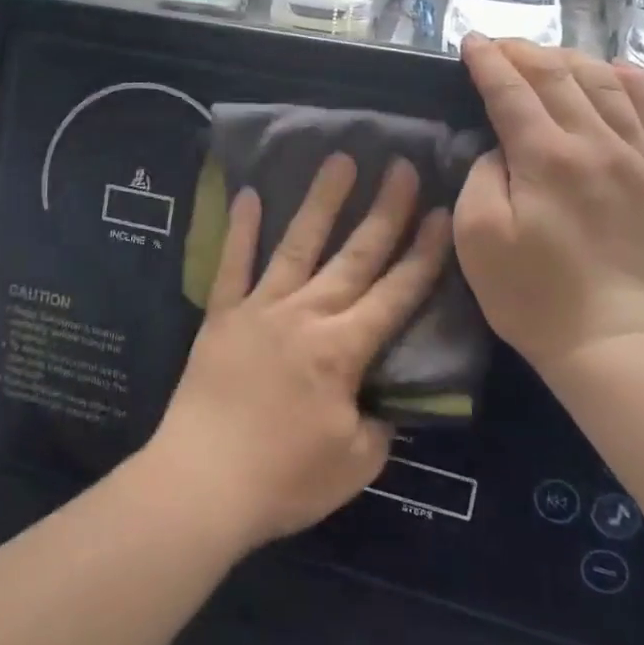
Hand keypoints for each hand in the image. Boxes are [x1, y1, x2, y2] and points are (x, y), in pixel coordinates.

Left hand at [144, 153, 452, 549]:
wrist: (201, 484)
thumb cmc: (284, 479)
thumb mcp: (354, 463)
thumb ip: (377, 424)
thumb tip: (377, 399)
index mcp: (343, 349)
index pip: (396, 293)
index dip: (424, 254)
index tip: (442, 213)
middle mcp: (306, 315)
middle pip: (355, 256)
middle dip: (385, 211)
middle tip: (402, 168)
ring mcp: (260, 309)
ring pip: (298, 245)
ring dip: (321, 202)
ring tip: (339, 160)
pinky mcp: (222, 316)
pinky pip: (233, 265)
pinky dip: (241, 230)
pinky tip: (248, 194)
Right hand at [454, 36, 643, 378]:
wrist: (611, 342)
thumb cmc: (530, 295)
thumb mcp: (477, 238)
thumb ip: (482, 176)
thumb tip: (502, 146)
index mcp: (547, 158)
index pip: (512, 90)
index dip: (488, 61)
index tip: (470, 41)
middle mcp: (598, 144)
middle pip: (558, 76)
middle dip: (523, 52)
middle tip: (499, 46)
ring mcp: (642, 157)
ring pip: (607, 81)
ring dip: (570, 60)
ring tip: (546, 58)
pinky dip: (630, 79)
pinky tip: (611, 73)